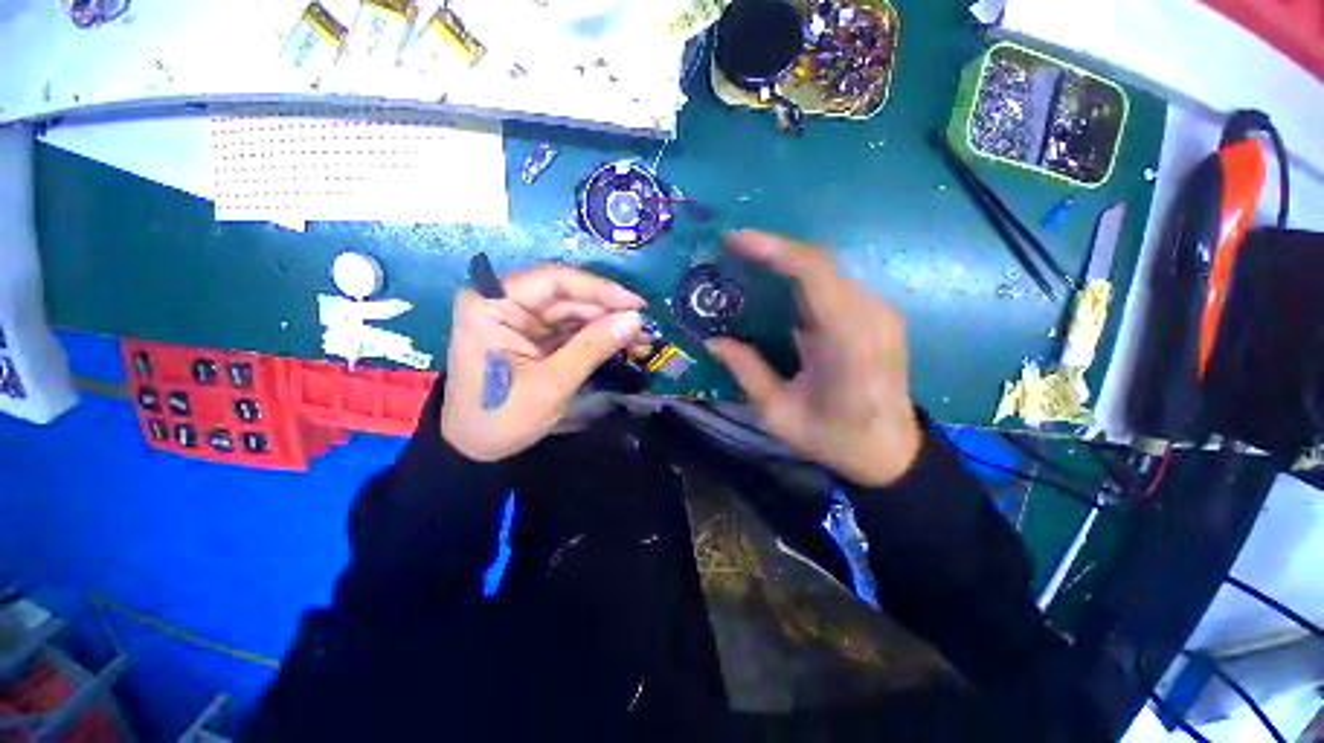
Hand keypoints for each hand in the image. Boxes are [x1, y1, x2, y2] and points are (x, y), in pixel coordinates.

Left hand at [441, 265, 646, 461]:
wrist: (474, 450)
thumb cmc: (501, 416)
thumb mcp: (552, 383)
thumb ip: (593, 347)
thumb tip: (635, 321)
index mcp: (492, 304)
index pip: (554, 281)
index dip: (601, 290)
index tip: (636, 305)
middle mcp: (504, 302)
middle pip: (567, 297)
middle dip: (608, 313)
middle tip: (646, 329)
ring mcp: (519, 320)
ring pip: (573, 313)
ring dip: (607, 326)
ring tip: (642, 341)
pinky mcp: (532, 337)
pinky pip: (570, 330)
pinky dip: (597, 338)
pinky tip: (623, 345)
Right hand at [706, 231, 921, 486]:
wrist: (892, 454)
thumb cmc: (835, 439)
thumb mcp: (779, 414)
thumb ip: (746, 371)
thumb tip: (712, 340)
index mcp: (848, 341)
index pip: (813, 273)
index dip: (772, 249)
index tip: (734, 240)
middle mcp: (871, 316)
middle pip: (819, 264)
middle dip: (772, 252)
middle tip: (732, 252)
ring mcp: (881, 313)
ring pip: (827, 271)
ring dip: (786, 264)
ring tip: (747, 266)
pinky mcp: (880, 316)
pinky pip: (836, 286)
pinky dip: (803, 280)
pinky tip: (778, 289)